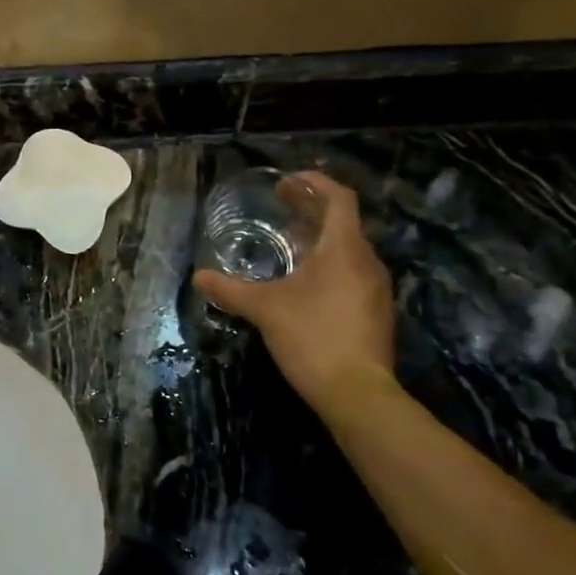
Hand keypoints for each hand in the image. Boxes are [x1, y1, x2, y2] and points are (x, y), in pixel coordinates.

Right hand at [193, 172, 398, 410]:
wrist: (357, 393)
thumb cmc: (311, 337)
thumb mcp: (264, 309)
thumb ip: (230, 290)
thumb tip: (199, 278)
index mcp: (344, 248)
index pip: (339, 198)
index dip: (314, 183)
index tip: (287, 182)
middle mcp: (367, 261)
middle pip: (343, 222)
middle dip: (311, 210)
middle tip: (281, 206)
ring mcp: (376, 288)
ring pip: (348, 250)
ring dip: (320, 239)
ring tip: (289, 244)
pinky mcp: (376, 312)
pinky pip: (353, 273)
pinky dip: (329, 265)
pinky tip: (305, 283)